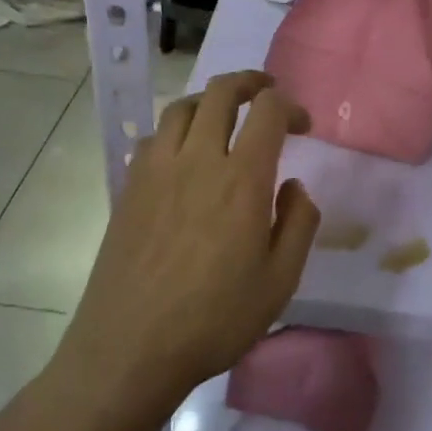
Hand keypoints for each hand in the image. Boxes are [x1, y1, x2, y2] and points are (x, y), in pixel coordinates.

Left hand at [62, 71, 320, 404]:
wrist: (130, 348)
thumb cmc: (215, 319)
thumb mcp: (280, 281)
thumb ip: (298, 223)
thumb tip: (294, 185)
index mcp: (241, 179)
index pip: (266, 112)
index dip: (289, 106)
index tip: (302, 126)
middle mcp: (197, 160)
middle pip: (220, 93)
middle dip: (249, 83)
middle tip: (266, 94)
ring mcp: (156, 171)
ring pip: (181, 107)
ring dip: (209, 101)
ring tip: (224, 116)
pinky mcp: (129, 188)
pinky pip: (154, 137)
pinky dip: (176, 130)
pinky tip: (184, 155)